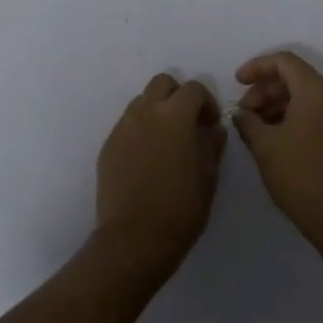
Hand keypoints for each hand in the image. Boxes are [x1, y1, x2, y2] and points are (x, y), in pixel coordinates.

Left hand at [95, 73, 226, 273]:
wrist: (134, 239)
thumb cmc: (180, 209)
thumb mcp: (208, 178)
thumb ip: (212, 145)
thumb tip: (214, 129)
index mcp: (174, 116)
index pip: (193, 89)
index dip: (206, 102)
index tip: (210, 125)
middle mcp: (145, 113)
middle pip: (162, 83)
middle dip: (178, 96)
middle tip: (188, 123)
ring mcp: (122, 128)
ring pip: (141, 101)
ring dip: (157, 110)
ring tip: (166, 141)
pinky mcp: (108, 146)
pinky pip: (127, 124)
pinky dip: (140, 129)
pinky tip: (147, 158)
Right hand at [233, 51, 322, 248]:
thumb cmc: (301, 175)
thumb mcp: (265, 146)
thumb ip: (248, 122)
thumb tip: (241, 114)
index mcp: (316, 91)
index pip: (284, 62)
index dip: (257, 67)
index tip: (236, 82)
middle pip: (294, 77)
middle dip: (264, 89)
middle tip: (243, 112)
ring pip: (304, 96)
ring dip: (277, 104)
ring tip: (254, 127)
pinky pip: (315, 112)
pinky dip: (292, 116)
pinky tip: (274, 138)